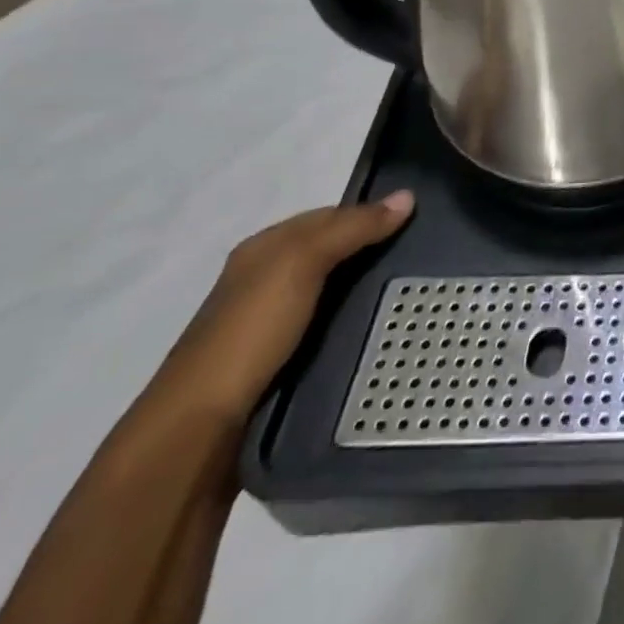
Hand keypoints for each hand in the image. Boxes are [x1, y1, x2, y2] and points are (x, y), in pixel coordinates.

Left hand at [152, 192, 414, 423]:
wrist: (200, 426)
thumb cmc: (250, 331)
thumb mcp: (302, 264)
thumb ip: (352, 229)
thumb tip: (407, 197)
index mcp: (264, 248)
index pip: (330, 214)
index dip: (370, 212)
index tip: (417, 220)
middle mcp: (265, 277)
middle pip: (331, 250)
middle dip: (372, 249)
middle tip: (423, 254)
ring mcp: (270, 320)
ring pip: (332, 288)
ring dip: (366, 286)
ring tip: (412, 289)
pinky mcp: (280, 357)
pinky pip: (328, 323)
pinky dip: (353, 319)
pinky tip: (378, 325)